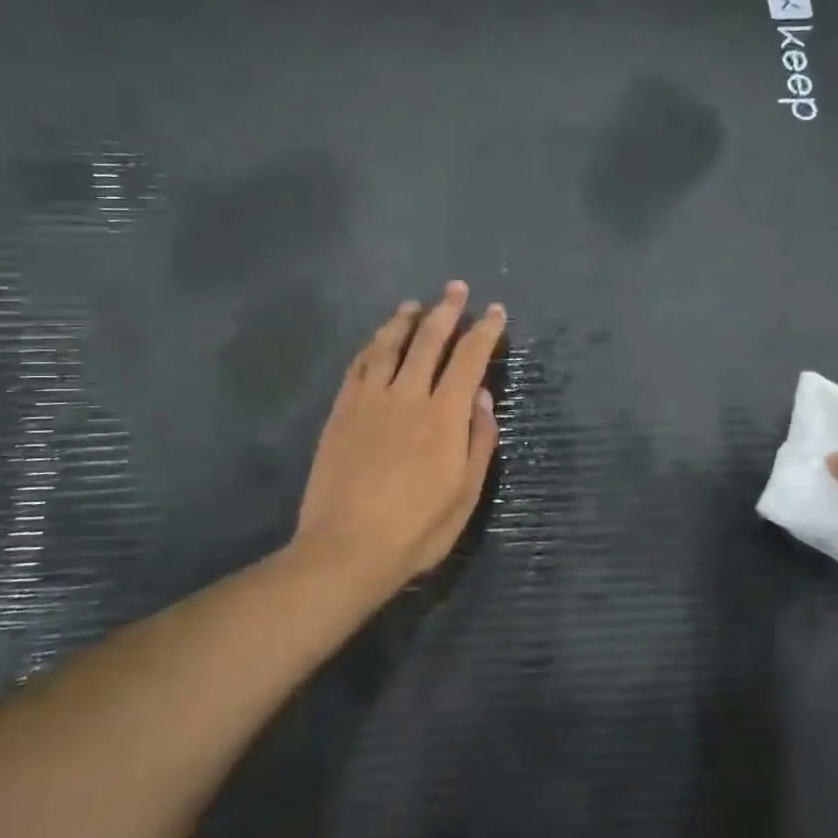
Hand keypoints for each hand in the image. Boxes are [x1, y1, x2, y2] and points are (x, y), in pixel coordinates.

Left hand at [295, 281, 504, 593]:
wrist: (347, 549)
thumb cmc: (417, 528)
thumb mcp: (466, 493)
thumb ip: (478, 440)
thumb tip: (483, 397)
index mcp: (444, 415)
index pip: (469, 358)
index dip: (485, 331)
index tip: (495, 312)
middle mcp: (407, 396)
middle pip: (429, 340)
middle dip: (447, 310)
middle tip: (456, 289)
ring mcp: (369, 401)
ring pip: (388, 345)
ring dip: (404, 321)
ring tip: (414, 305)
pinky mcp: (341, 413)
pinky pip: (357, 367)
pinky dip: (371, 347)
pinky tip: (377, 341)